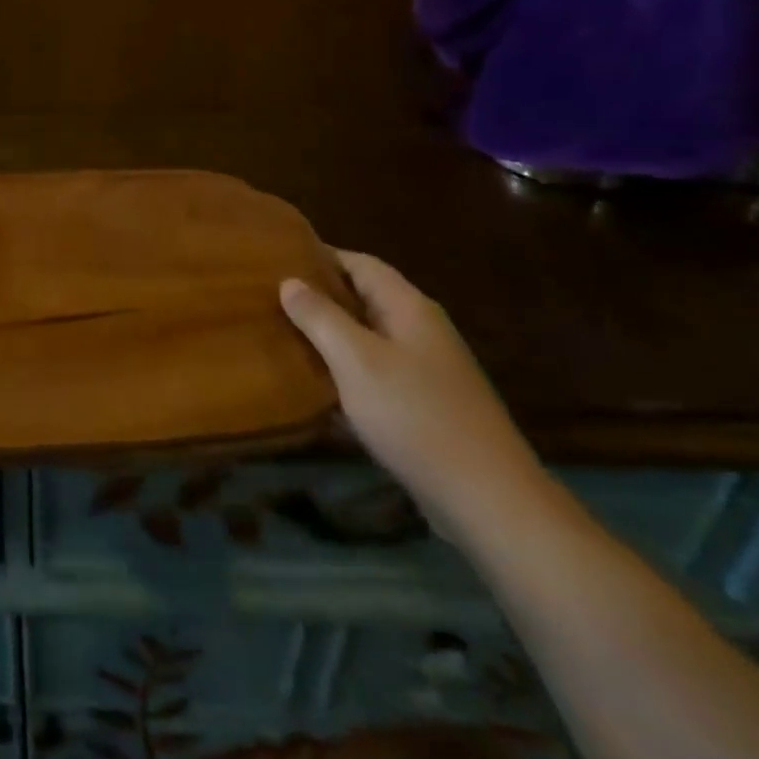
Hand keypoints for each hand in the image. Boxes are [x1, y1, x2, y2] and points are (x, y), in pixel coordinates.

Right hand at [280, 252, 547, 545]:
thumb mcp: (356, 359)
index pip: (360, 263)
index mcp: (409, 308)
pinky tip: (315, 390)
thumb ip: (320, 316)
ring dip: (329, 339)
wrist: (489, 501)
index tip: (277, 259)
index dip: (320, 256)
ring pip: (366, 340)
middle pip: (363, 300)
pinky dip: (345, 375)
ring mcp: (427, 371)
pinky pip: (375, 376)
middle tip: (269, 299)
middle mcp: (421, 331)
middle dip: (319, 298)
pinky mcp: (425, 407)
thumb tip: (289, 281)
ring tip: (282, 339)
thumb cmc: (416, 415)